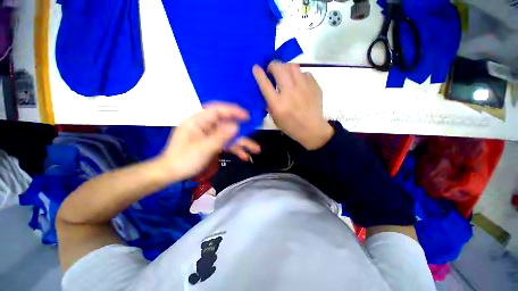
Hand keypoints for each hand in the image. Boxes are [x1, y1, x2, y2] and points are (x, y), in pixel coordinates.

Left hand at [158, 103, 259, 180]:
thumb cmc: (184, 159)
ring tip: (255, 149)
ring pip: (228, 136)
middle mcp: (205, 126)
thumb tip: (236, 126)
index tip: (246, 116)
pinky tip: (244, 156)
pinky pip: (225, 144)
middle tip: (253, 133)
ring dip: (241, 143)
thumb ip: (220, 136)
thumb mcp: (204, 148)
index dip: (233, 111)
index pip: (217, 111)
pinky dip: (234, 149)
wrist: (172, 173)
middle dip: (241, 131)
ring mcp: (209, 136)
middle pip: (226, 125)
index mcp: (198, 121)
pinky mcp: (212, 144)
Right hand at [252, 61, 333, 149]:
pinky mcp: (314, 85)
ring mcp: (303, 87)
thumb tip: (266, 90)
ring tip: (285, 74)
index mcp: (278, 104)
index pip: (265, 84)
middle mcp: (290, 92)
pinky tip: (299, 83)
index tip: (256, 68)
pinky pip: (304, 73)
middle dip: (272, 65)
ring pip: (292, 66)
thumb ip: (269, 104)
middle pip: (279, 68)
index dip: (259, 74)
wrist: (312, 129)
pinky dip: (298, 76)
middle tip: (272, 70)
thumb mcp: (275, 118)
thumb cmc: (291, 126)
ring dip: (285, 68)